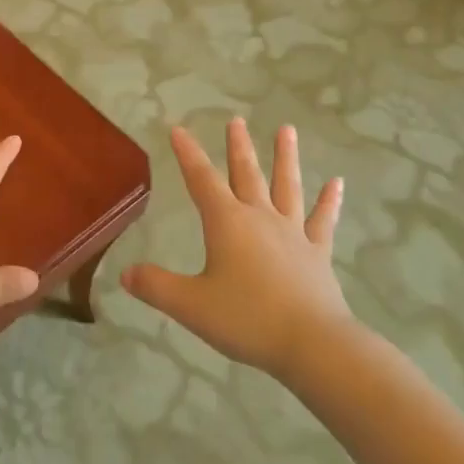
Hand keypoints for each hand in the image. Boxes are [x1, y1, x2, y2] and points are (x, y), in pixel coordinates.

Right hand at [121, 118, 353, 379]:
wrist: (312, 343)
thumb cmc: (247, 319)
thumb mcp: (191, 306)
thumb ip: (156, 287)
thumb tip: (125, 274)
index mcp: (227, 223)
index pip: (201, 179)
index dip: (188, 154)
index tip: (179, 129)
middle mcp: (259, 218)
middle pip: (246, 173)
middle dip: (238, 146)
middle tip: (236, 120)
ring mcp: (292, 233)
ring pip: (287, 186)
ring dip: (285, 157)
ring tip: (287, 129)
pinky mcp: (317, 253)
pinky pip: (323, 220)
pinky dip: (329, 201)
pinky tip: (337, 183)